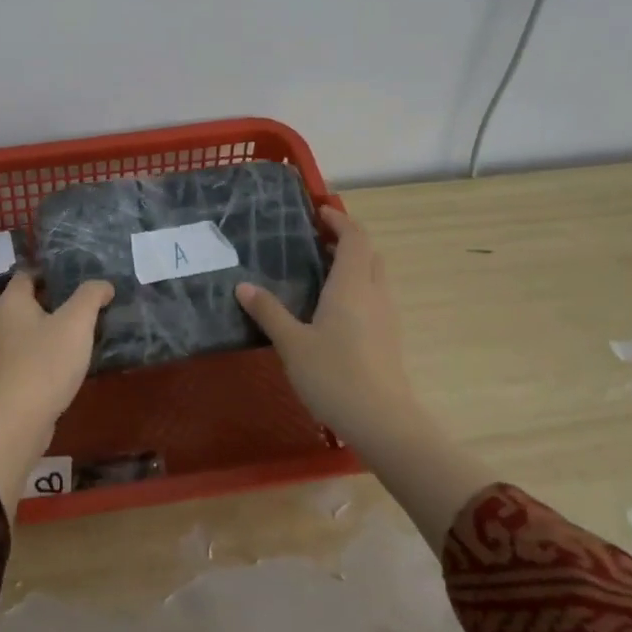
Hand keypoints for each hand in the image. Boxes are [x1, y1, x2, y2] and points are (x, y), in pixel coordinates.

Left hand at [0, 273, 111, 517]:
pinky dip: (48, 350)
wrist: (18, 420)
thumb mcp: (76, 323)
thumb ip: (90, 297)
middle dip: (57, 299)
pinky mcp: (8, 375)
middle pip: (30, 300)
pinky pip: (30, 352)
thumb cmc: (46, 362)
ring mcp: (1, 350)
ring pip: (30, 328)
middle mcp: (0, 321)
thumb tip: (103, 285)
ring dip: (54, 327)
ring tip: (85, 329)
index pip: (28, 273)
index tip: (80, 275)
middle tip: (89, 301)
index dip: (52, 271)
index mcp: (11, 301)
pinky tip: (71, 358)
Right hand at [236, 205, 419, 446]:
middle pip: (368, 254)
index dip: (340, 220)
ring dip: (352, 264)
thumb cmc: (334, 375)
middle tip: (315, 239)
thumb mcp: (291, 343)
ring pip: (373, 276)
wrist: (382, 421)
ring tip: (319, 270)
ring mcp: (386, 317)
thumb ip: (268, 312)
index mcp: (351, 285)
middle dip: (346, 240)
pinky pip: (373, 298)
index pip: (355, 238)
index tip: (319, 210)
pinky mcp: (388, 338)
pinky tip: (331, 308)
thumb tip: (243, 286)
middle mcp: (374, 294)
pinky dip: (355, 288)